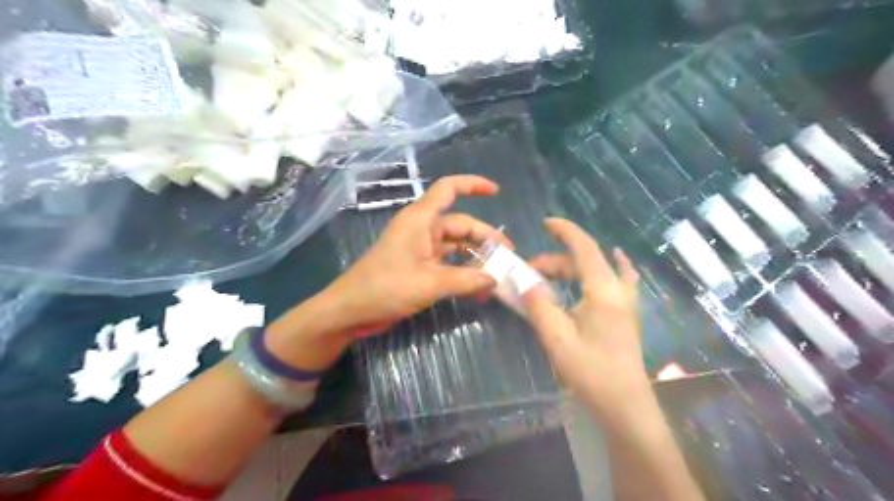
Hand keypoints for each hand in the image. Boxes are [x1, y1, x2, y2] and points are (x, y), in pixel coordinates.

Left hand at [322, 174, 505, 335]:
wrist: (351, 310)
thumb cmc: (386, 288)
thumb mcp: (430, 283)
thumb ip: (466, 280)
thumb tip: (494, 279)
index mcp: (421, 220)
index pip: (448, 189)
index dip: (473, 185)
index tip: (497, 191)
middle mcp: (422, 229)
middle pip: (460, 224)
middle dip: (485, 238)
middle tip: (508, 258)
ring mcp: (420, 248)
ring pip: (455, 245)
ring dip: (475, 257)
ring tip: (497, 274)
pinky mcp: (418, 266)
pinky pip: (447, 262)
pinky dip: (462, 271)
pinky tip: (477, 285)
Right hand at [522, 216, 646, 416]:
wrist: (624, 404)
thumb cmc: (590, 370)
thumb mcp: (556, 337)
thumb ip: (538, 304)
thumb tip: (523, 281)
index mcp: (602, 290)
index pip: (583, 248)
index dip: (565, 231)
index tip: (545, 223)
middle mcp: (617, 289)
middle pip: (586, 261)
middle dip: (555, 261)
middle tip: (528, 274)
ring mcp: (626, 302)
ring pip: (598, 271)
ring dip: (572, 269)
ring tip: (548, 276)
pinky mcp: (626, 315)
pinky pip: (619, 280)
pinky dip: (612, 267)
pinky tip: (615, 262)